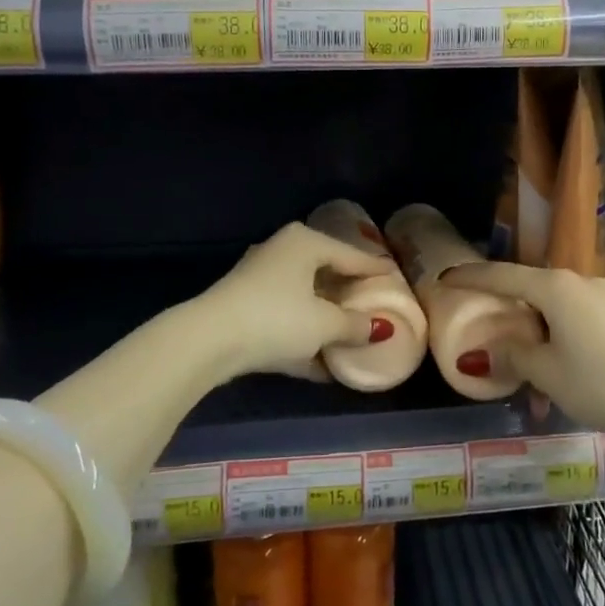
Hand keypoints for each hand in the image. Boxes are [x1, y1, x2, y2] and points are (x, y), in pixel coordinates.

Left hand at [201, 222, 398, 379]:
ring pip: (303, 296)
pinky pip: (284, 316)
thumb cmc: (277, 319)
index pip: (351, 255)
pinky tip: (320, 363)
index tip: (395, 276)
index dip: (375, 269)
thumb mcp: (325, 325)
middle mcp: (282, 251)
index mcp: (306, 243)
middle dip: (347, 293)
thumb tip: (378, 328)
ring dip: (324, 318)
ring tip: (348, 334)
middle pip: (325, 271)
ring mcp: (259, 277)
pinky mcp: (244, 305)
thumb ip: (354, 325)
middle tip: (373, 303)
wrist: (209, 340)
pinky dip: (301, 334)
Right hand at [441, 263, 604, 439]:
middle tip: (482, 333)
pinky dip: (557, 340)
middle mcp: (578, 282)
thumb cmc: (603, 382)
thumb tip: (483, 350)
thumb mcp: (548, 373)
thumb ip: (513, 355)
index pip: (501, 275)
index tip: (445, 279)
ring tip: (525, 374)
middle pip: (528, 290)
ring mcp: (603, 298)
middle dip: (505, 312)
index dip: (470, 277)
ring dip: (534, 335)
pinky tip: (559, 374)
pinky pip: (575, 320)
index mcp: (554, 287)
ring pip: (553, 310)